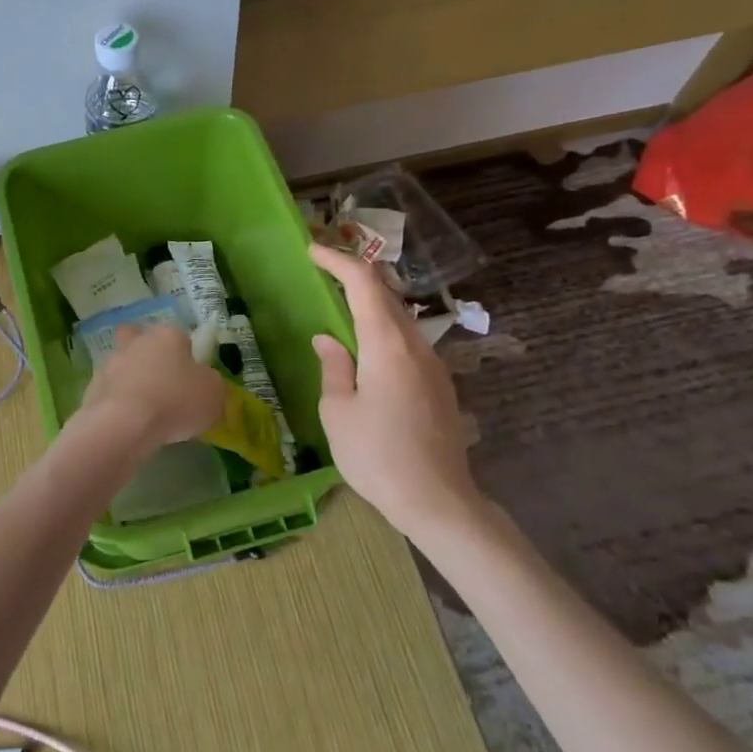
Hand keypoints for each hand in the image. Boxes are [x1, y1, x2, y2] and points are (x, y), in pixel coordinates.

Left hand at [80, 323, 225, 447]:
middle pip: (142, 339)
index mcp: (168, 335)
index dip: (187, 355)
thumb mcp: (213, 394)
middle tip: (161, 382)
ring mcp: (110, 362)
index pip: (181, 335)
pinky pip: (110, 390)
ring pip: (122, 363)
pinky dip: (117, 402)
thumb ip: (210, 383)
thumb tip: (203, 382)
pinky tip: (127, 422)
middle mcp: (137, 341)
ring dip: (130, 379)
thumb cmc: (175, 401)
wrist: (124, 424)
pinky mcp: (92, 386)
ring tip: (143, 409)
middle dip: (149, 355)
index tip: (191, 379)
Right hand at [308, 245, 481, 532]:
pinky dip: (383, 328)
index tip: (312, 251)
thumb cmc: (377, 455)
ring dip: (371, 302)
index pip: (364, 284)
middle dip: (355, 275)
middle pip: (386, 294)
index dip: (338, 261)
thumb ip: (333, 367)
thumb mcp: (337, 411)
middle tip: (324, 270)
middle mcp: (416, 345)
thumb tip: (328, 339)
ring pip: (400, 318)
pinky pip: (408, 342)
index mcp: (387, 344)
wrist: (438, 501)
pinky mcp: (439, 385)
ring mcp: (433, 365)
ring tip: (341, 304)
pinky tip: (367, 347)